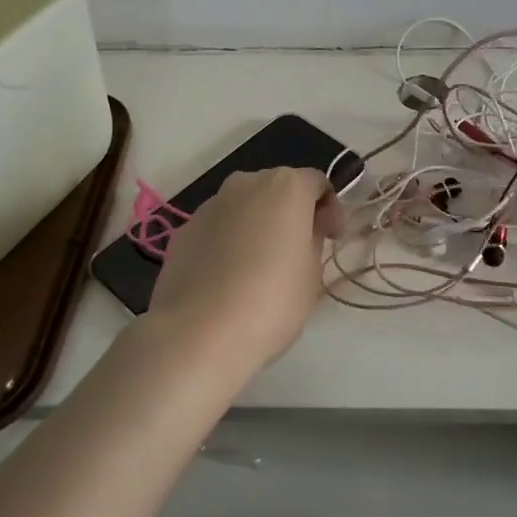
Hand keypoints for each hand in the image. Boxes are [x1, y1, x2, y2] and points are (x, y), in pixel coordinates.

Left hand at [147, 167, 337, 379]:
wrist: (200, 333)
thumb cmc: (273, 300)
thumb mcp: (313, 272)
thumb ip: (313, 239)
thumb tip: (304, 229)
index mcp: (286, 187)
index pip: (317, 183)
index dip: (330, 210)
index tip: (332, 239)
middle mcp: (246, 184)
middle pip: (277, 189)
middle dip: (290, 213)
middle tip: (298, 250)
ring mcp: (209, 205)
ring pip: (244, 207)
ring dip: (257, 226)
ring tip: (259, 267)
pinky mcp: (184, 231)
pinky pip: (217, 229)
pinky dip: (228, 242)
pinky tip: (229, 279)